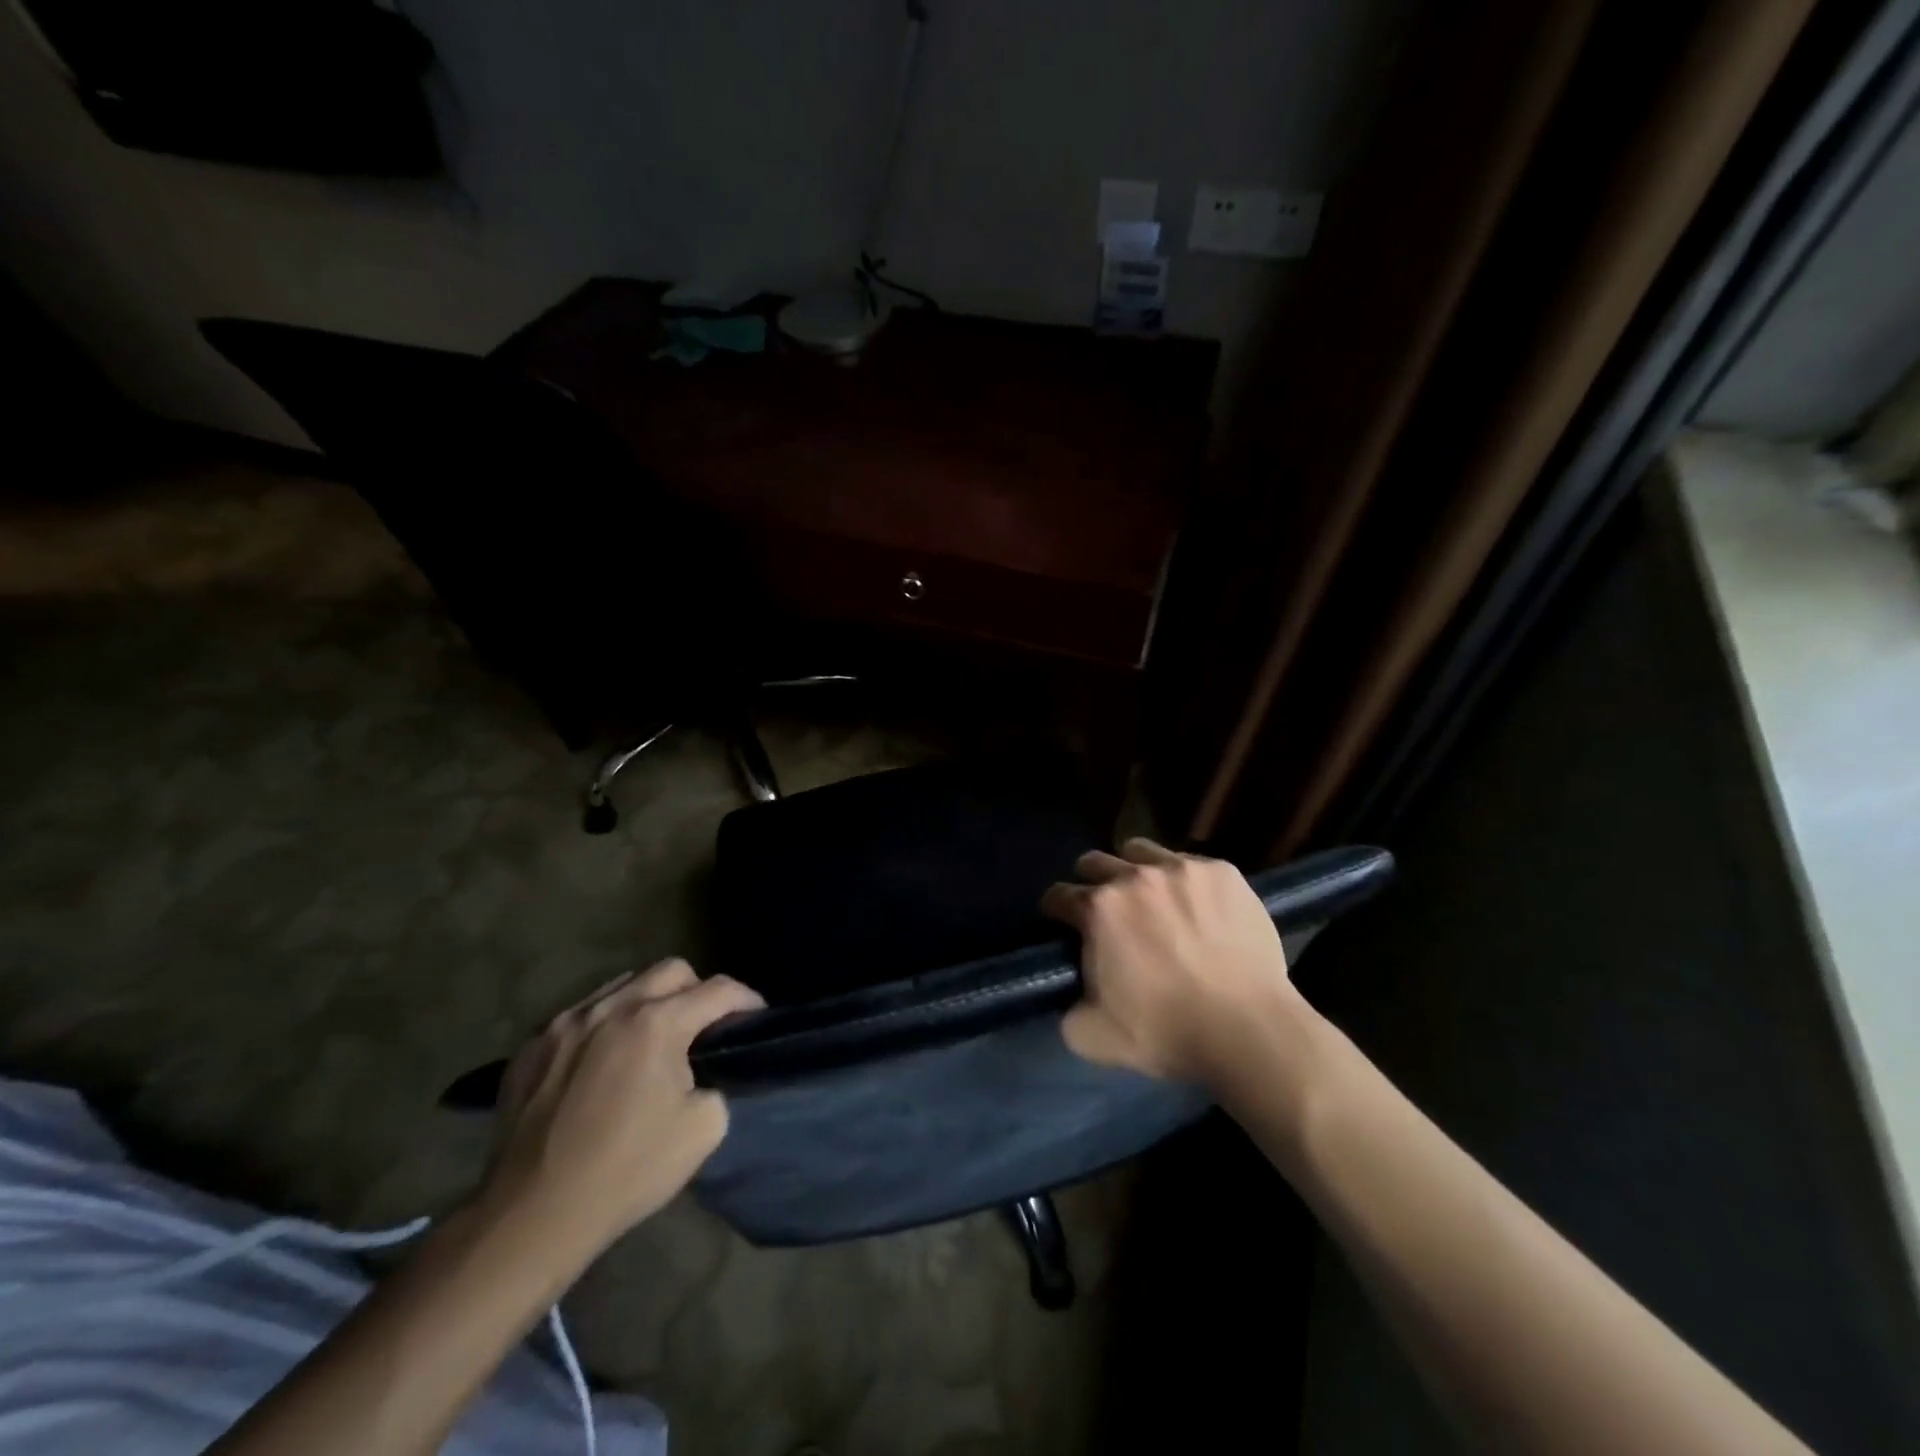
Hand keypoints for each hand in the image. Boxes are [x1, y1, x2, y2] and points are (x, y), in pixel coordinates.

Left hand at [480, 959, 762, 1257]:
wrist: (531, 1217)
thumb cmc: (626, 1171)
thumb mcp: (703, 1130)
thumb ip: (715, 1083)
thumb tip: (702, 1073)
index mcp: (657, 1023)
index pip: (718, 990)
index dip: (746, 999)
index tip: (755, 1015)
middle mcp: (612, 1008)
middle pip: (672, 970)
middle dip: (697, 990)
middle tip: (702, 1025)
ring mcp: (565, 1023)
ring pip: (623, 984)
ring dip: (648, 1001)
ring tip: (650, 1037)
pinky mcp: (531, 1046)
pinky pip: (581, 1014)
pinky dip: (604, 1024)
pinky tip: (602, 1060)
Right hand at [1042, 837, 1296, 1084]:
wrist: (1249, 1030)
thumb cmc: (1166, 1032)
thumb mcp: (1091, 1036)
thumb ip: (1066, 1007)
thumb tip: (1068, 994)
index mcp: (1098, 908)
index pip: (1058, 895)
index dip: (1057, 912)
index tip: (1065, 926)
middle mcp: (1134, 876)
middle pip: (1095, 862)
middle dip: (1092, 883)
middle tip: (1108, 913)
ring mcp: (1182, 868)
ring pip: (1141, 851)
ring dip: (1135, 870)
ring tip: (1152, 900)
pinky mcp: (1223, 872)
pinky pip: (1190, 862)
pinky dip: (1184, 881)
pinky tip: (1197, 909)